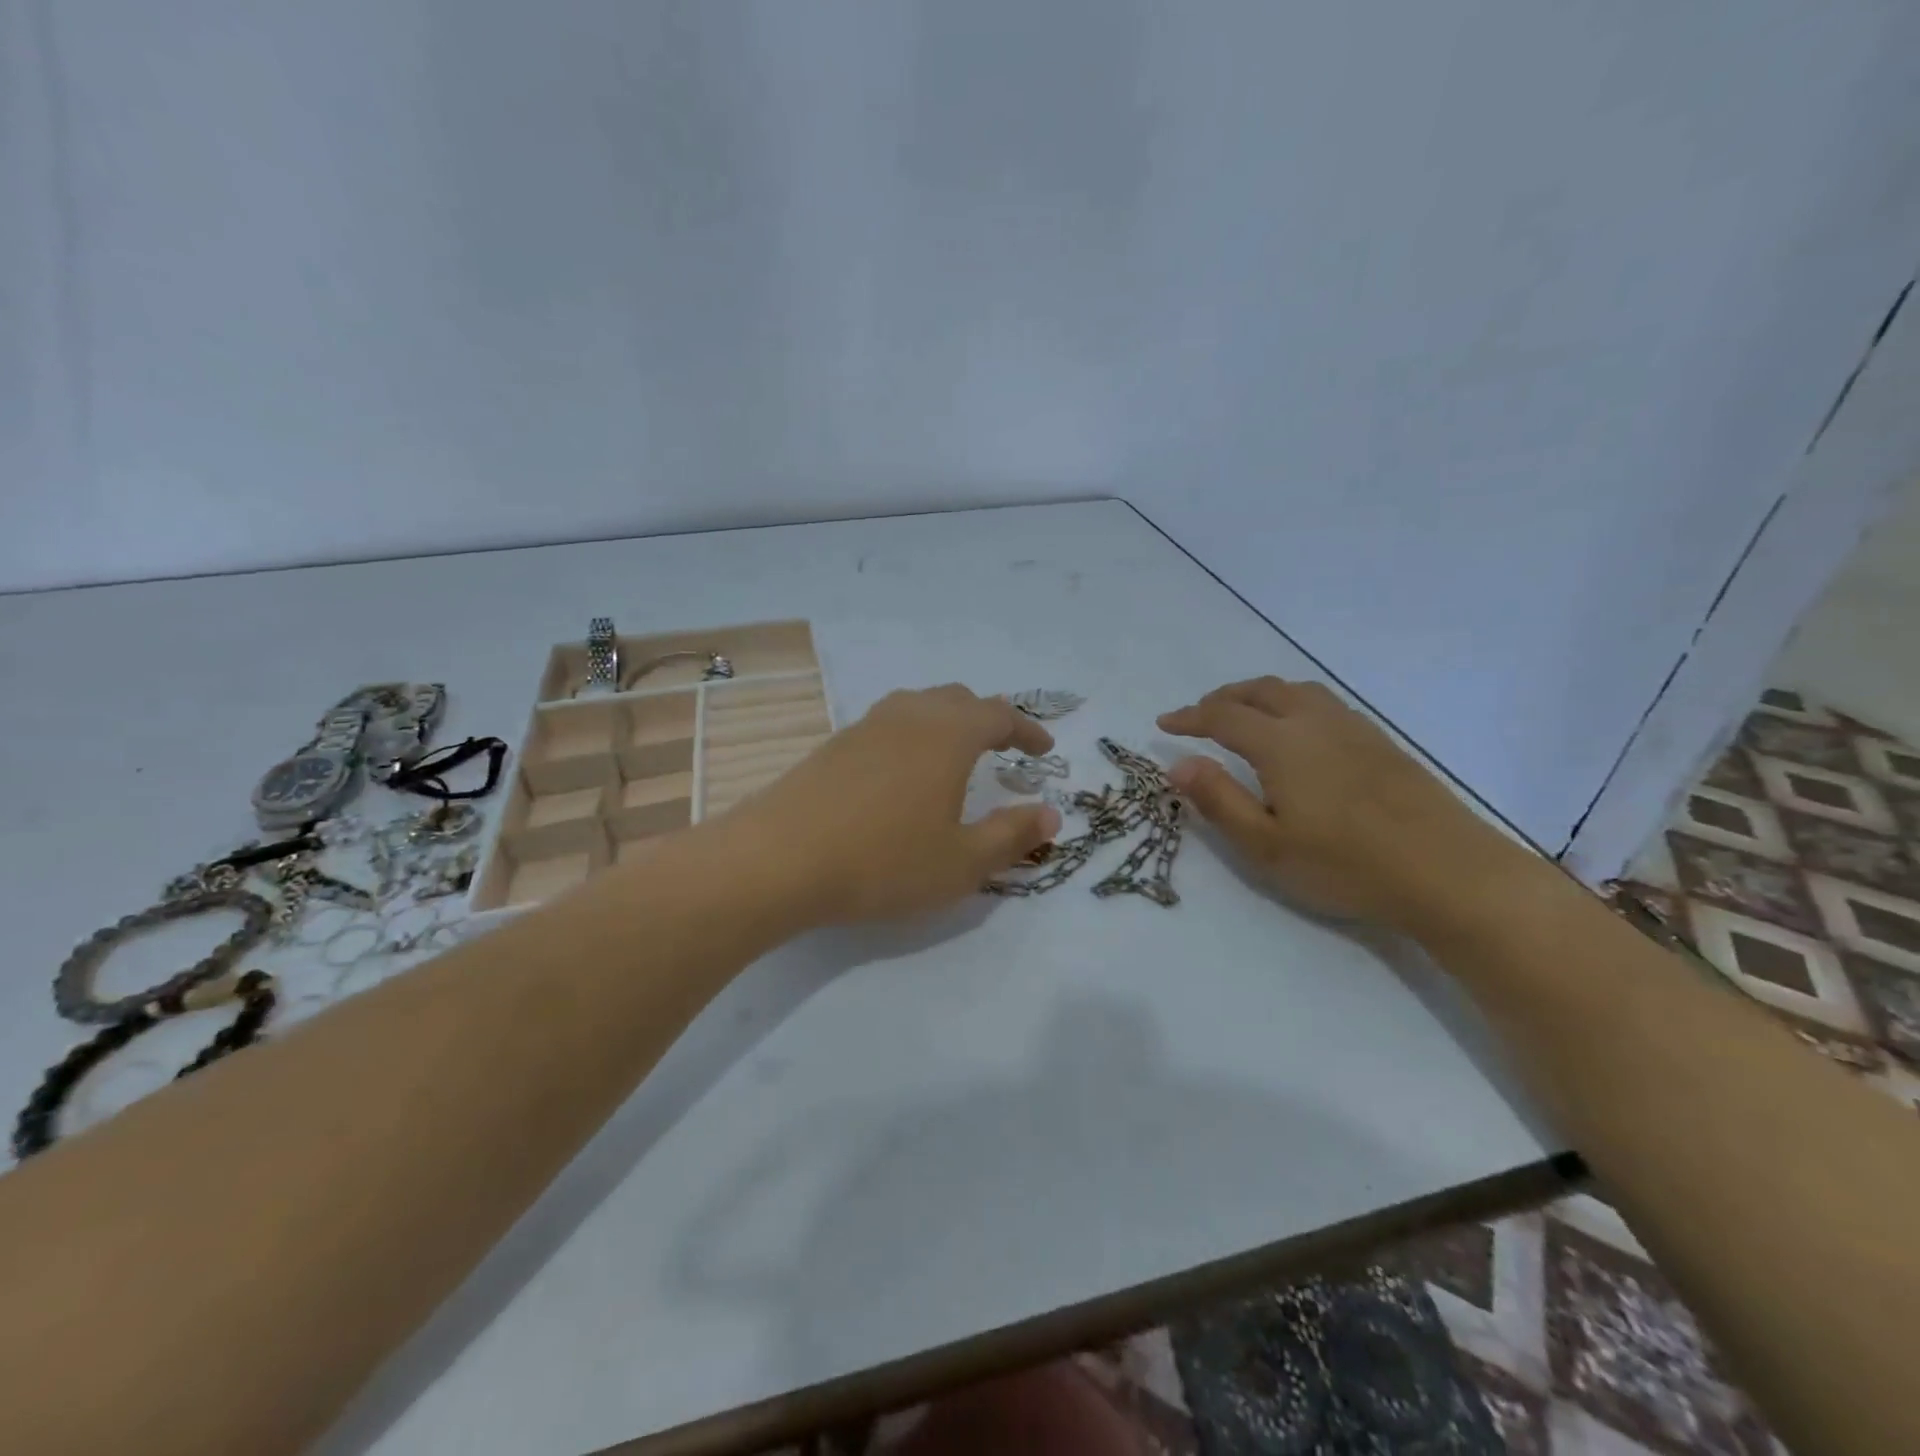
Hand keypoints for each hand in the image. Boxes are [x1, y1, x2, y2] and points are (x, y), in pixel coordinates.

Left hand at [719, 685, 1062, 924]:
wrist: (777, 860)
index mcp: (947, 735)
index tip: (1044, 750)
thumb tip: (1051, 814)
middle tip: (1004, 746)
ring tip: (957, 753)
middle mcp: (908, 717)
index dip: (1027, 730)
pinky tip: (903, 772)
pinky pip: (887, 725)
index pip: (999, 715)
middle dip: (988, 719)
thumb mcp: (961, 862)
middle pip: (957, 700)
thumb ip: (1011, 835)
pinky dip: (912, 736)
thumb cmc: (883, 862)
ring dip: (947, 722)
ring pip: (918, 707)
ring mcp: (864, 727)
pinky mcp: (832, 746)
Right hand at [1158, 677, 1522, 932]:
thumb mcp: (1265, 845)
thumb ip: (1218, 800)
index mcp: (1281, 742)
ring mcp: (1353, 728)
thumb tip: (1178, 764)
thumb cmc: (1346, 864)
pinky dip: (1292, 703)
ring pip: (1296, 691)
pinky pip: (1323, 703)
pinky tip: (1298, 732)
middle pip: (1260, 691)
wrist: (1448, 871)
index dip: (1189, 717)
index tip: (1164, 723)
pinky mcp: (1381, 742)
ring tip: (1243, 714)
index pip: (1222, 716)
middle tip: (1199, 715)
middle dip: (1222, 697)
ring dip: (1259, 695)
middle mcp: (1315, 721)